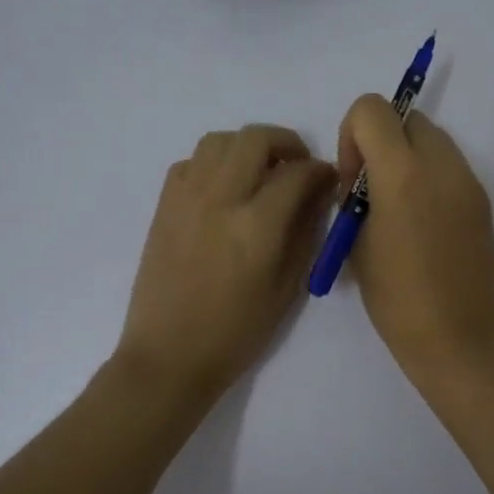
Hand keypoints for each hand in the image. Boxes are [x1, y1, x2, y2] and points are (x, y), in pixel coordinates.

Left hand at [116, 124, 337, 401]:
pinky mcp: (164, 206)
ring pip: (219, 140)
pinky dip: (213, 163)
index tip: (329, 179)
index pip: (297, 174)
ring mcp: (186, 198)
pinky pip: (190, 162)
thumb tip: (315, 198)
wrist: (169, 355)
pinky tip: (224, 188)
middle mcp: (220, 198)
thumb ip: (304, 235)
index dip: (321, 171)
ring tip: (260, 171)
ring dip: (247, 146)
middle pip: (256, 139)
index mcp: (256, 225)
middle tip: (298, 165)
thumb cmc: (236, 333)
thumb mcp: (286, 289)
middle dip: (286, 142)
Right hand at [336, 94, 493, 384]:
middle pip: (406, 117)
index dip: (351, 136)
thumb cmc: (397, 300)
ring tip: (398, 209)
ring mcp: (468, 182)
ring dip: (407, 156)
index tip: (354, 180)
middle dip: (382, 141)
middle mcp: (441, 166)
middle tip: (373, 191)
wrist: (459, 338)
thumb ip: (354, 200)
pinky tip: (423, 224)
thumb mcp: (356, 246)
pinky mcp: (483, 201)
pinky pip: (450, 167)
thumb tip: (360, 183)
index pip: (371, 109)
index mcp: (402, 174)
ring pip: (432, 139)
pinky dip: (430, 177)